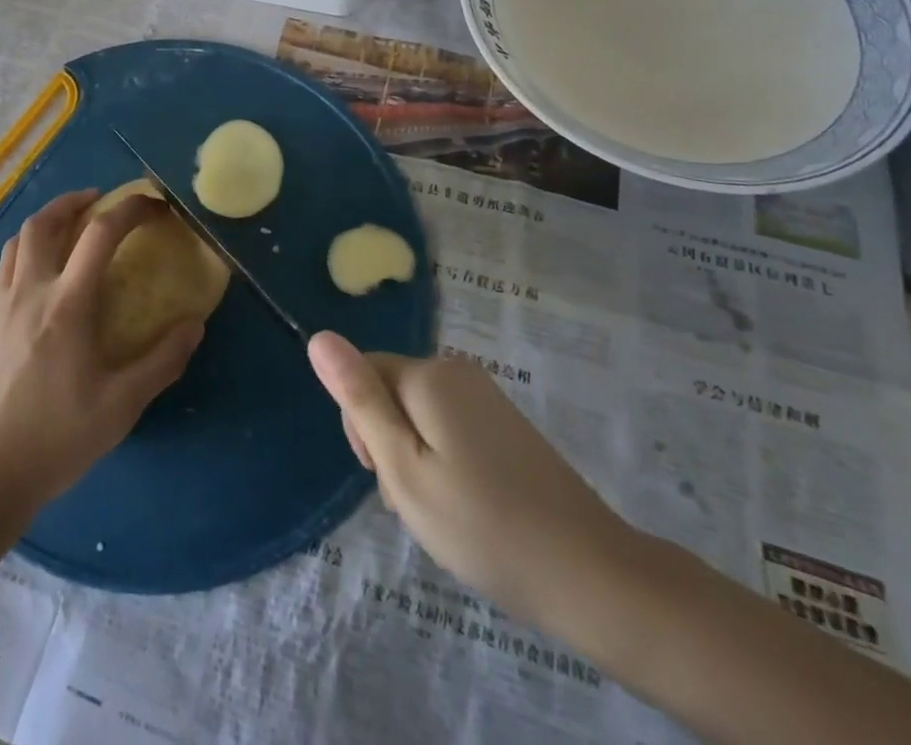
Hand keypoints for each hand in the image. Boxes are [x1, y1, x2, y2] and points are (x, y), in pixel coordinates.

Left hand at [0, 189, 204, 518]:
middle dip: (74, 201)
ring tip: (69, 225)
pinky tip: (39, 270)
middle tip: (100, 201)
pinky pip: (4, 266)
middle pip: (44, 222)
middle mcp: (30, 291)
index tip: (153, 205)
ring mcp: (0, 304)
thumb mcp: (121, 406)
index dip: (130, 209)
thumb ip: (161, 361)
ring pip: (17, 240)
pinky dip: (25, 249)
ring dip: (46, 221)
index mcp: (67, 305)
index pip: (100, 234)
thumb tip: (194, 324)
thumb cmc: (57, 439)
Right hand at [307, 331, 634, 622]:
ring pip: (417, 415)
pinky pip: (448, 428)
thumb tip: (319, 337)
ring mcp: (485, 395)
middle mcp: (456, 370)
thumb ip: (359, 400)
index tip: (388, 477)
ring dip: (416, 458)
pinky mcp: (504, 422)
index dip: (362, 427)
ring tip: (445, 511)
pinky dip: (446, 463)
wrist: (590, 574)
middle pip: (390, 393)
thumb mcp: (403, 468)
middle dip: (389, 444)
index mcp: (428, 374)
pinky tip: (468, 506)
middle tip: (419, 500)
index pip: (362, 376)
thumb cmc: (481, 526)